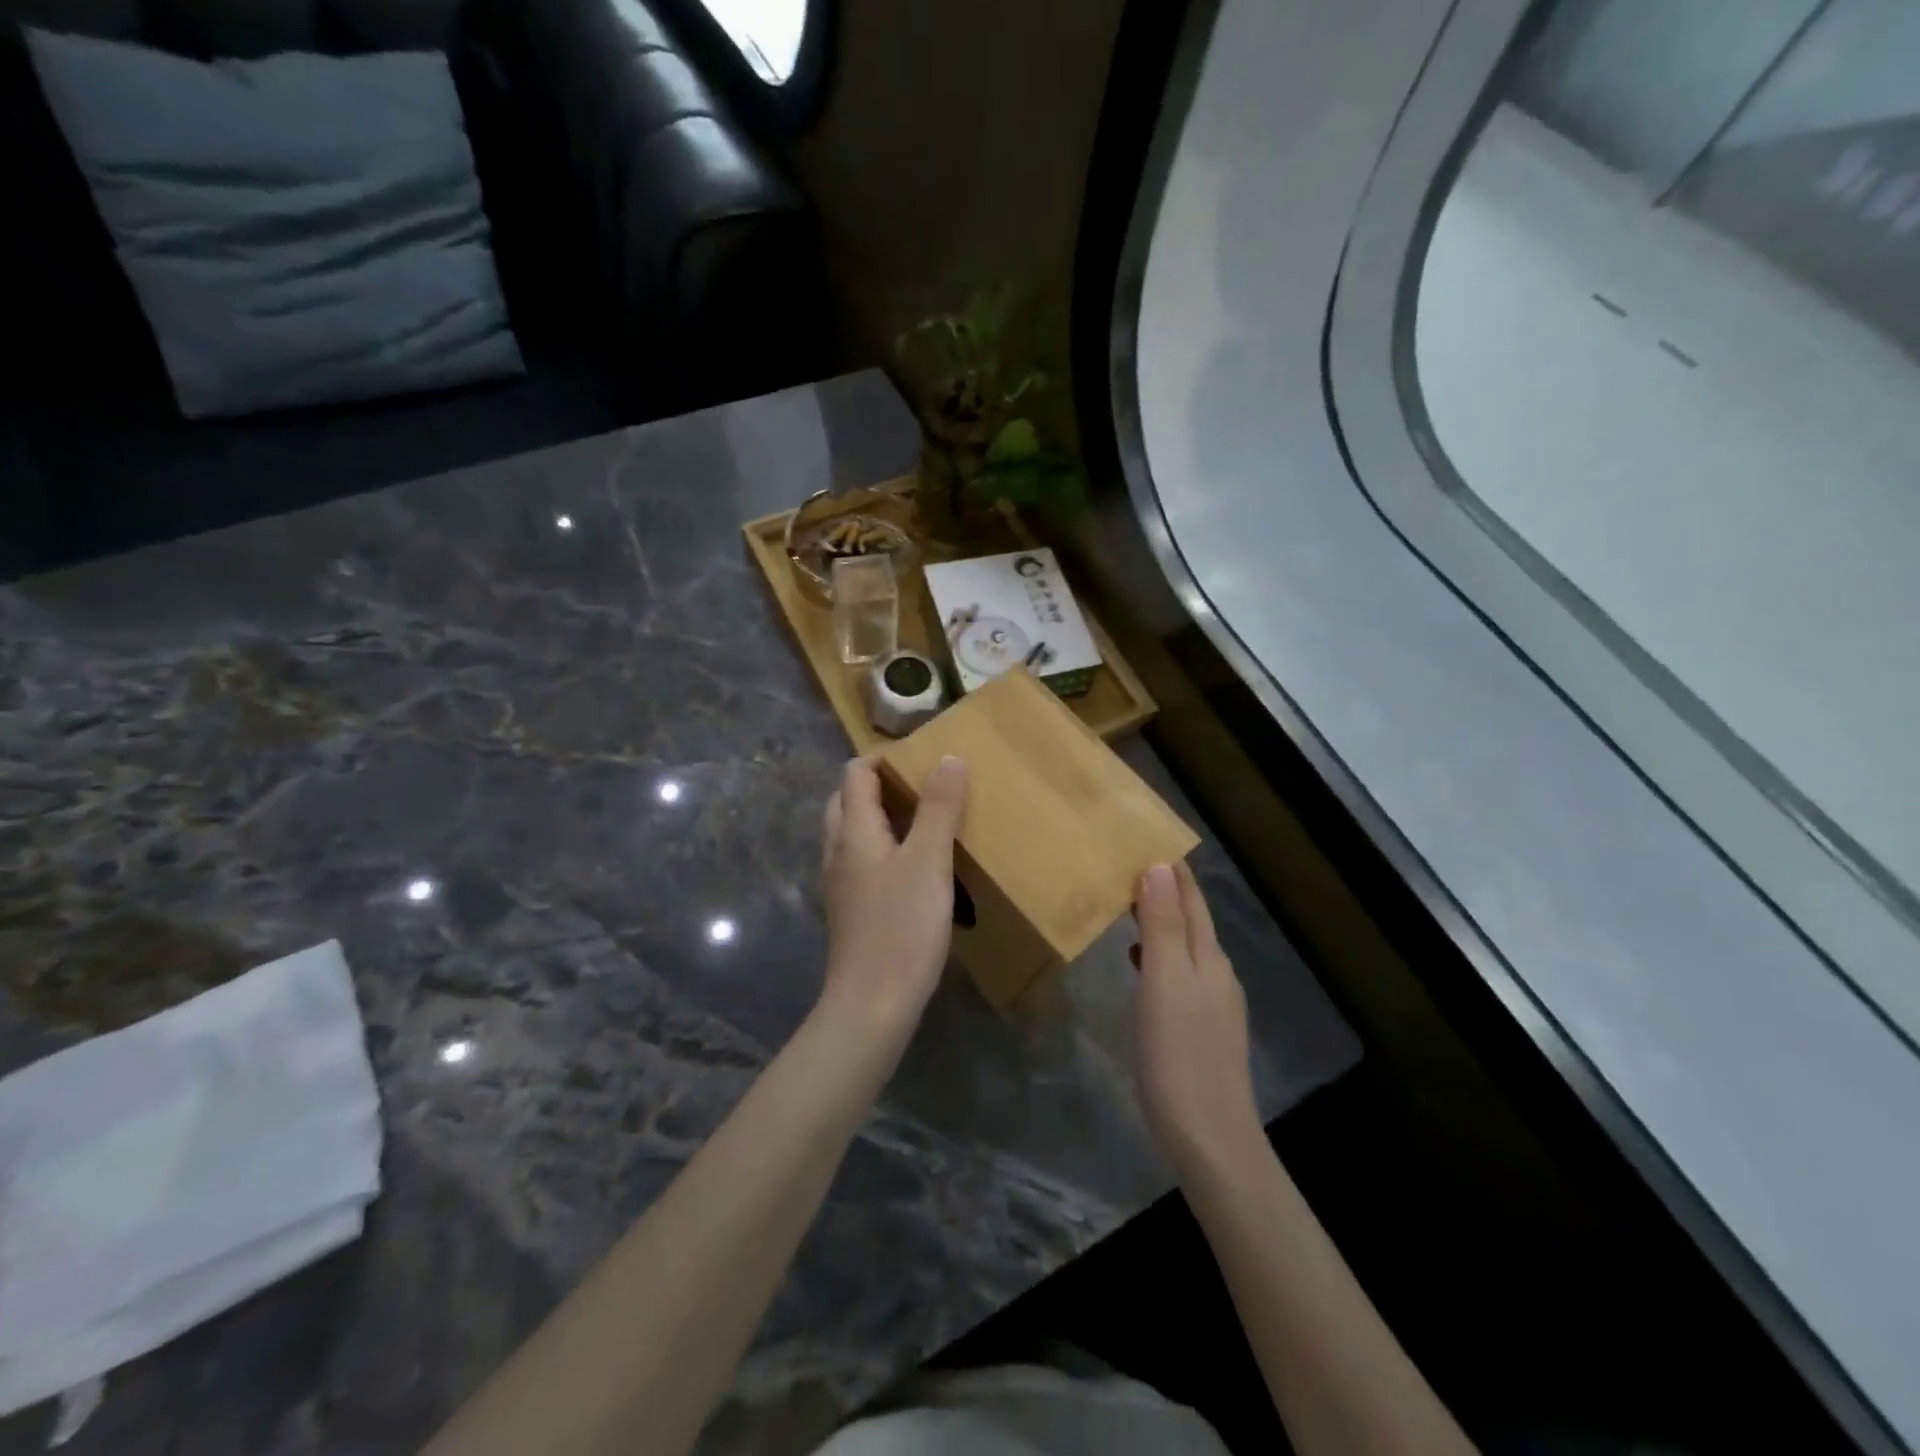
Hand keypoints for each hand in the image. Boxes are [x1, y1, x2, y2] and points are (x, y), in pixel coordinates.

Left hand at [819, 755, 967, 1034]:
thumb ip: (939, 808)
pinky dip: (881, 848)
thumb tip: (948, 758)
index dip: (883, 759)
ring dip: (879, 817)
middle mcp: (837, 850)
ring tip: (922, 821)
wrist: (871, 1004)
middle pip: (846, 800)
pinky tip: (912, 867)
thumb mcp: (929, 861)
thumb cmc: (901, 927)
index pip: (855, 774)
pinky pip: (859, 861)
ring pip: (851, 833)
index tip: (920, 759)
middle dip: (878, 785)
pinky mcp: (849, 909)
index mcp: (853, 831)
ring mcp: (839, 882)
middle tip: (921, 788)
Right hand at [1133, 861, 1262, 1179]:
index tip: (1146, 840)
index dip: (1172, 870)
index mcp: (1208, 957)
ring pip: (1185, 948)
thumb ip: (1162, 925)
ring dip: (1159, 924)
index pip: (1191, 900)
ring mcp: (1213, 1004)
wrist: (1209, 1137)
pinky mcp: (1203, 1030)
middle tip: (1126, 869)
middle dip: (1164, 892)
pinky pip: (1180, 975)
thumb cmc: (1179, 1053)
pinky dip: (1159, 957)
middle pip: (1191, 921)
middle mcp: (1217, 973)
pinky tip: (1140, 966)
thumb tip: (1159, 867)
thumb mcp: (1164, 982)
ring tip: (1127, 910)